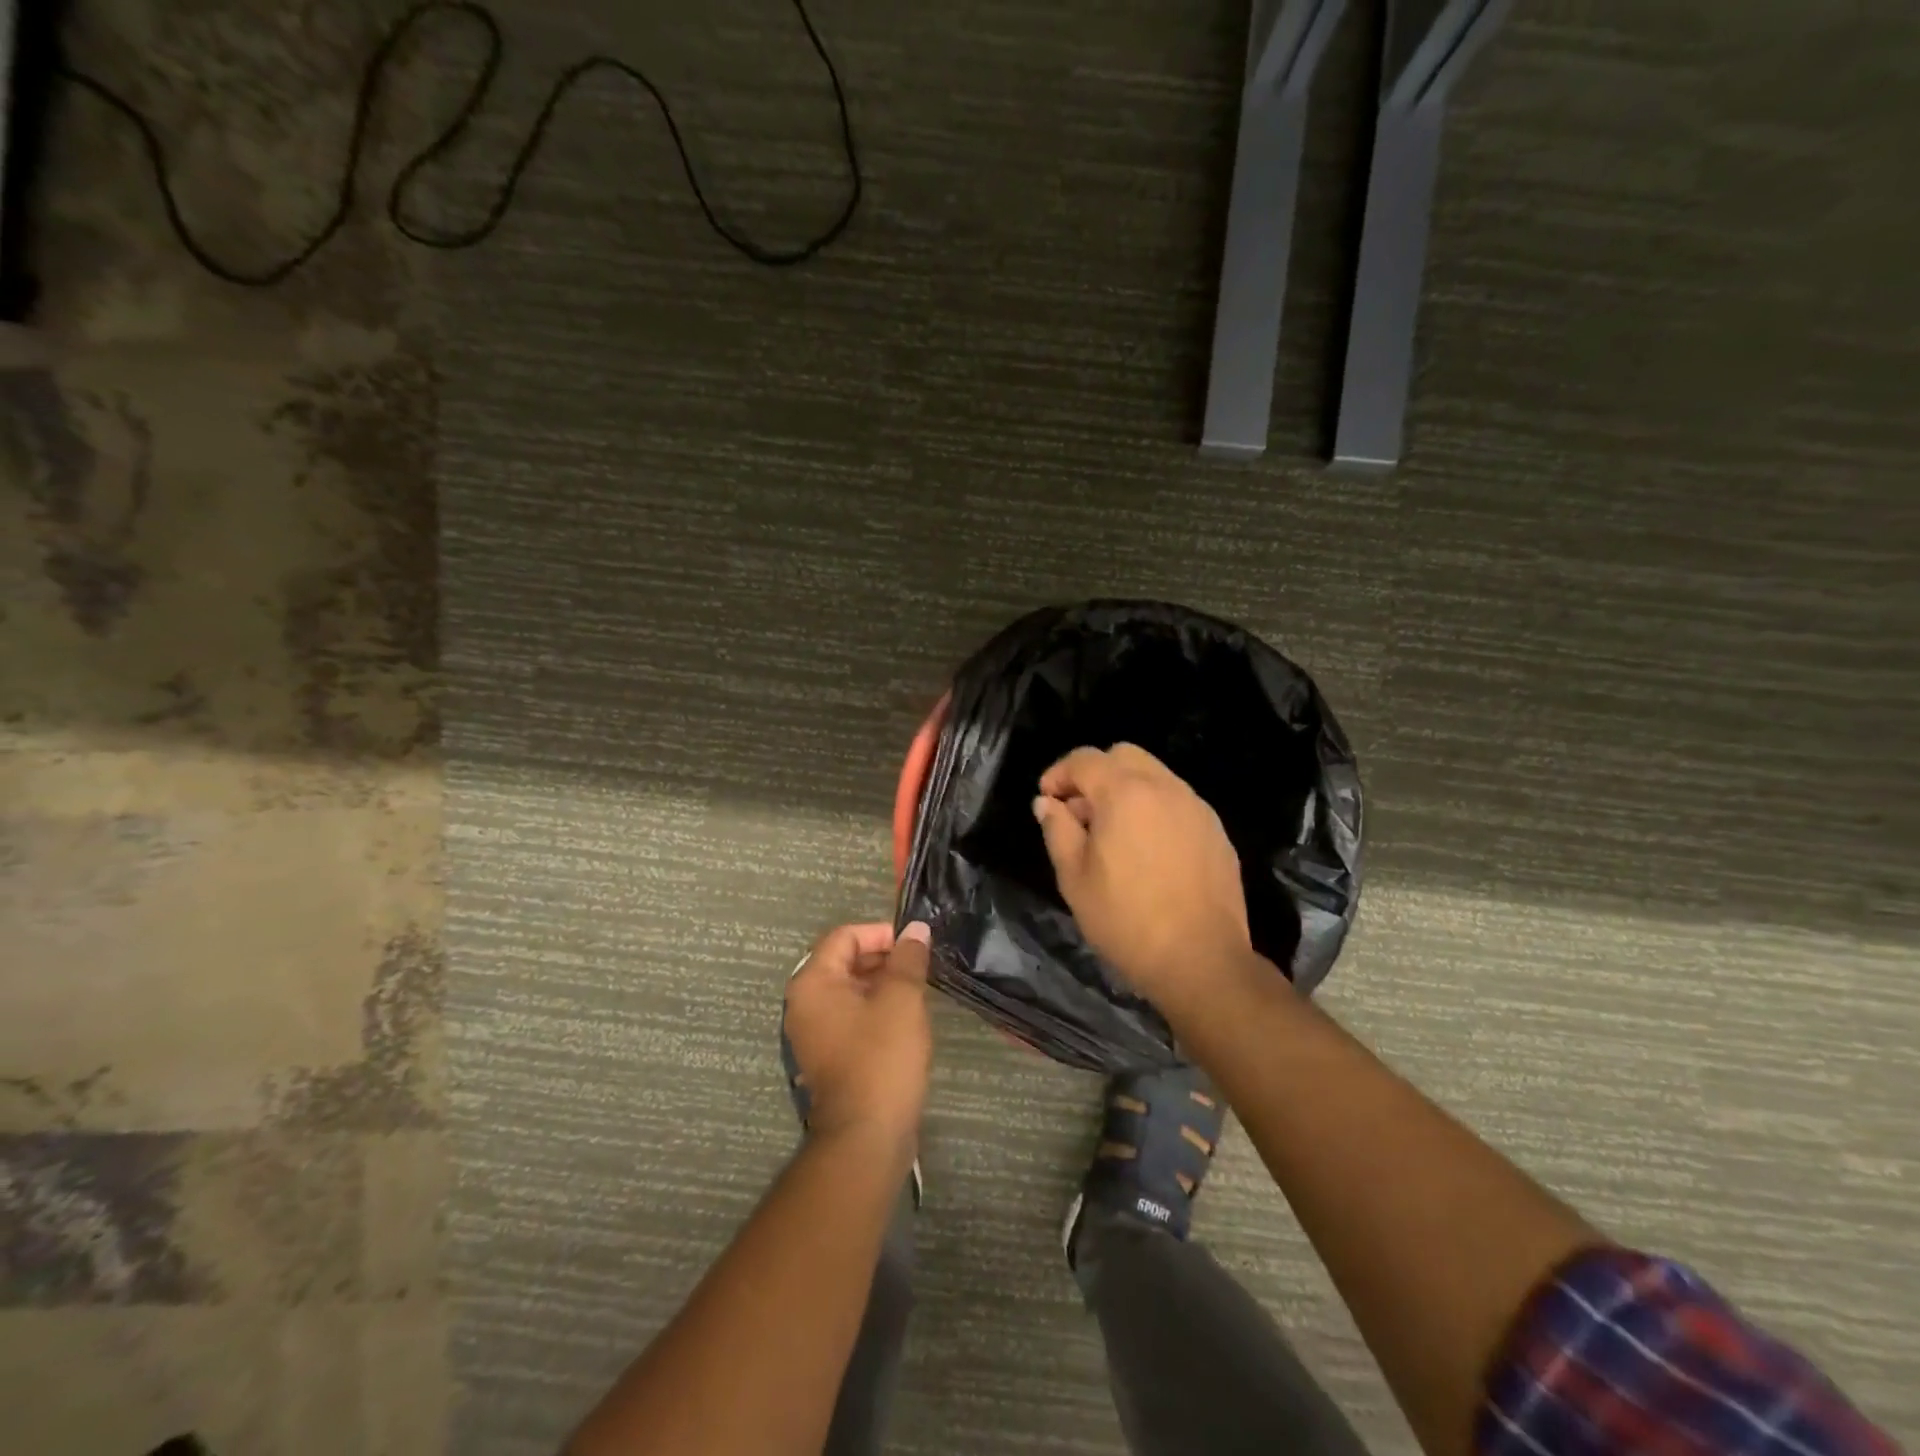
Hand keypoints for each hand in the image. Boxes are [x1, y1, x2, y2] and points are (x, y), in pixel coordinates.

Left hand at [785, 921, 932, 1151]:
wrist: (866, 1137)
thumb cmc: (882, 1058)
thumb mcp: (901, 1000)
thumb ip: (908, 959)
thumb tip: (915, 930)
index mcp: (813, 983)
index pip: (844, 936)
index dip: (880, 933)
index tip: (914, 944)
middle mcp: (805, 1003)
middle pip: (843, 961)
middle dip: (883, 957)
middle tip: (920, 965)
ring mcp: (814, 1032)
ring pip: (849, 990)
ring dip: (882, 983)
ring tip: (918, 989)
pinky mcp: (828, 1056)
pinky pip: (850, 1016)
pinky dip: (875, 1008)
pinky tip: (906, 1017)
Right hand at [1032, 744, 1254, 1012]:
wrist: (1201, 960)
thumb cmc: (1126, 920)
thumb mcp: (1074, 878)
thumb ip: (1057, 830)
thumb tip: (1047, 803)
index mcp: (1125, 793)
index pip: (1085, 759)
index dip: (1059, 773)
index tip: (1047, 799)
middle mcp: (1165, 788)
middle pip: (1124, 756)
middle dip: (1095, 774)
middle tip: (1080, 813)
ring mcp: (1196, 807)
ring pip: (1155, 776)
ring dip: (1127, 790)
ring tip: (1114, 834)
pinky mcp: (1216, 831)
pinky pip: (1178, 802)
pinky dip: (1155, 809)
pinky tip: (1148, 850)